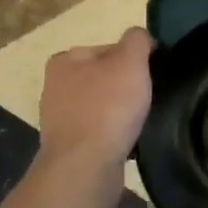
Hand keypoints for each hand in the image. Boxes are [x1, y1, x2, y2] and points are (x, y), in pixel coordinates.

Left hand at [37, 28, 154, 179]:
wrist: (84, 168)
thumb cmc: (107, 107)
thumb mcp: (130, 60)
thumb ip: (137, 39)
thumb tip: (140, 39)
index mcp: (64, 60)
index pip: (110, 48)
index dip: (135, 59)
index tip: (151, 74)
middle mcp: (56, 86)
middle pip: (106, 76)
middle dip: (127, 86)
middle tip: (148, 98)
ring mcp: (59, 119)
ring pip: (103, 105)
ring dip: (121, 111)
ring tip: (140, 121)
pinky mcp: (68, 147)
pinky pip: (100, 131)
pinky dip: (114, 133)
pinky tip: (128, 140)